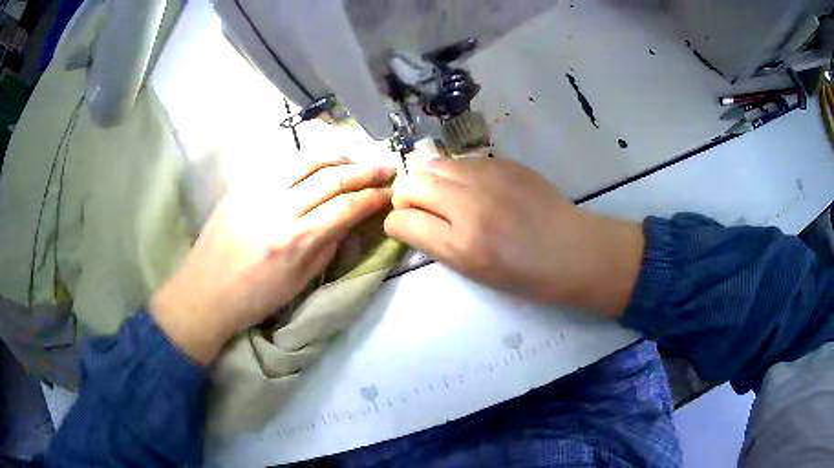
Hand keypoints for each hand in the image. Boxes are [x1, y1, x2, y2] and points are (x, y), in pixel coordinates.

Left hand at [151, 158, 395, 363]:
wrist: (204, 293)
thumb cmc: (254, 299)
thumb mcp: (299, 283)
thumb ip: (327, 247)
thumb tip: (348, 220)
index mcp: (295, 240)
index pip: (346, 207)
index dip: (374, 197)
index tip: (391, 192)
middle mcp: (279, 208)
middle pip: (332, 177)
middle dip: (366, 170)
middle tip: (387, 168)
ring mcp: (257, 191)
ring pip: (307, 160)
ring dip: (338, 156)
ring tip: (355, 160)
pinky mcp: (241, 185)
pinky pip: (281, 164)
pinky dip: (307, 160)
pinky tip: (319, 163)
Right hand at [385, 157, 643, 315]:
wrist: (570, 249)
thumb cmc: (523, 273)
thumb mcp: (473, 271)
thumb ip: (437, 243)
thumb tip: (412, 220)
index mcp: (460, 245)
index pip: (401, 221)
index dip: (396, 223)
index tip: (405, 226)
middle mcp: (469, 206)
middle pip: (411, 184)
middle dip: (405, 196)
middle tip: (419, 207)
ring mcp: (488, 178)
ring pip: (433, 164)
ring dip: (428, 178)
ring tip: (442, 193)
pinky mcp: (504, 163)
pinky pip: (462, 160)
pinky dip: (455, 172)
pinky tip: (469, 185)